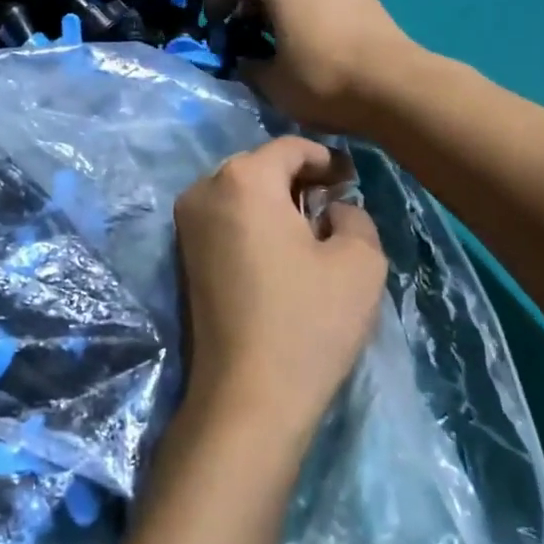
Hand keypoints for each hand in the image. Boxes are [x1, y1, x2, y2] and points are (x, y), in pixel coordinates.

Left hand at [173, 136, 388, 452]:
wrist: (248, 395)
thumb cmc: (309, 321)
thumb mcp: (361, 260)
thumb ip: (355, 214)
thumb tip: (332, 209)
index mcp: (243, 179)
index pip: (291, 148)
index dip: (328, 159)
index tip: (351, 182)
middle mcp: (203, 190)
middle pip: (260, 167)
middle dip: (297, 180)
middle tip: (332, 207)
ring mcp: (185, 226)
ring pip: (239, 194)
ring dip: (274, 203)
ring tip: (308, 233)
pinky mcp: (182, 257)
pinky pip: (224, 220)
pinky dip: (252, 224)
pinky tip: (278, 255)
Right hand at [205, 0, 424, 134]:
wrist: (397, 88)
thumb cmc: (323, 80)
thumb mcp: (273, 83)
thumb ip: (250, 67)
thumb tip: (247, 61)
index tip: (213, 23)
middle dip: (251, 4)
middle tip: (243, 35)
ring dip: (282, 9)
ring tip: (277, 43)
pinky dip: (307, 14)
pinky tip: (311, 46)